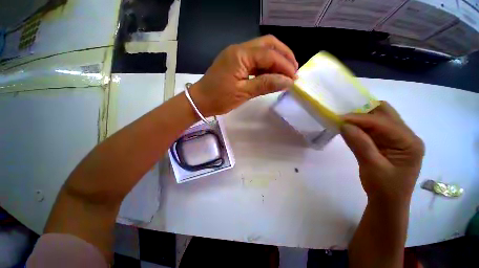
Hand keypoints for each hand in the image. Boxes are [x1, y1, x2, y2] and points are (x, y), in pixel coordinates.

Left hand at [188, 35, 297, 116]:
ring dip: (276, 60)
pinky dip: (266, 66)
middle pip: (268, 44)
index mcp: (240, 55)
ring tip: (285, 74)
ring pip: (262, 51)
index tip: (294, 78)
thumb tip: (287, 81)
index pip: (269, 54)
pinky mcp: (236, 62)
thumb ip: (265, 85)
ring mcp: (237, 55)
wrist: (200, 101)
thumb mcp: (243, 93)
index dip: (284, 65)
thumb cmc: (219, 98)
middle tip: (293, 70)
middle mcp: (239, 49)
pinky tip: (272, 75)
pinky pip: (255, 60)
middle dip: (283, 56)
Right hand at [340, 101, 424, 204]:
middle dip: (363, 111)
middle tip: (344, 116)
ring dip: (361, 118)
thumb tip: (344, 125)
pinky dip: (360, 126)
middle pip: (385, 114)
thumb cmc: (384, 188)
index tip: (339, 118)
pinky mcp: (387, 142)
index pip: (383, 123)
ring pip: (379, 119)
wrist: (388, 202)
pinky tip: (350, 128)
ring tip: (344, 120)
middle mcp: (406, 136)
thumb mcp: (372, 167)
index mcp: (409, 143)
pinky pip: (373, 128)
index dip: (360, 118)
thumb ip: (360, 144)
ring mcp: (397, 138)